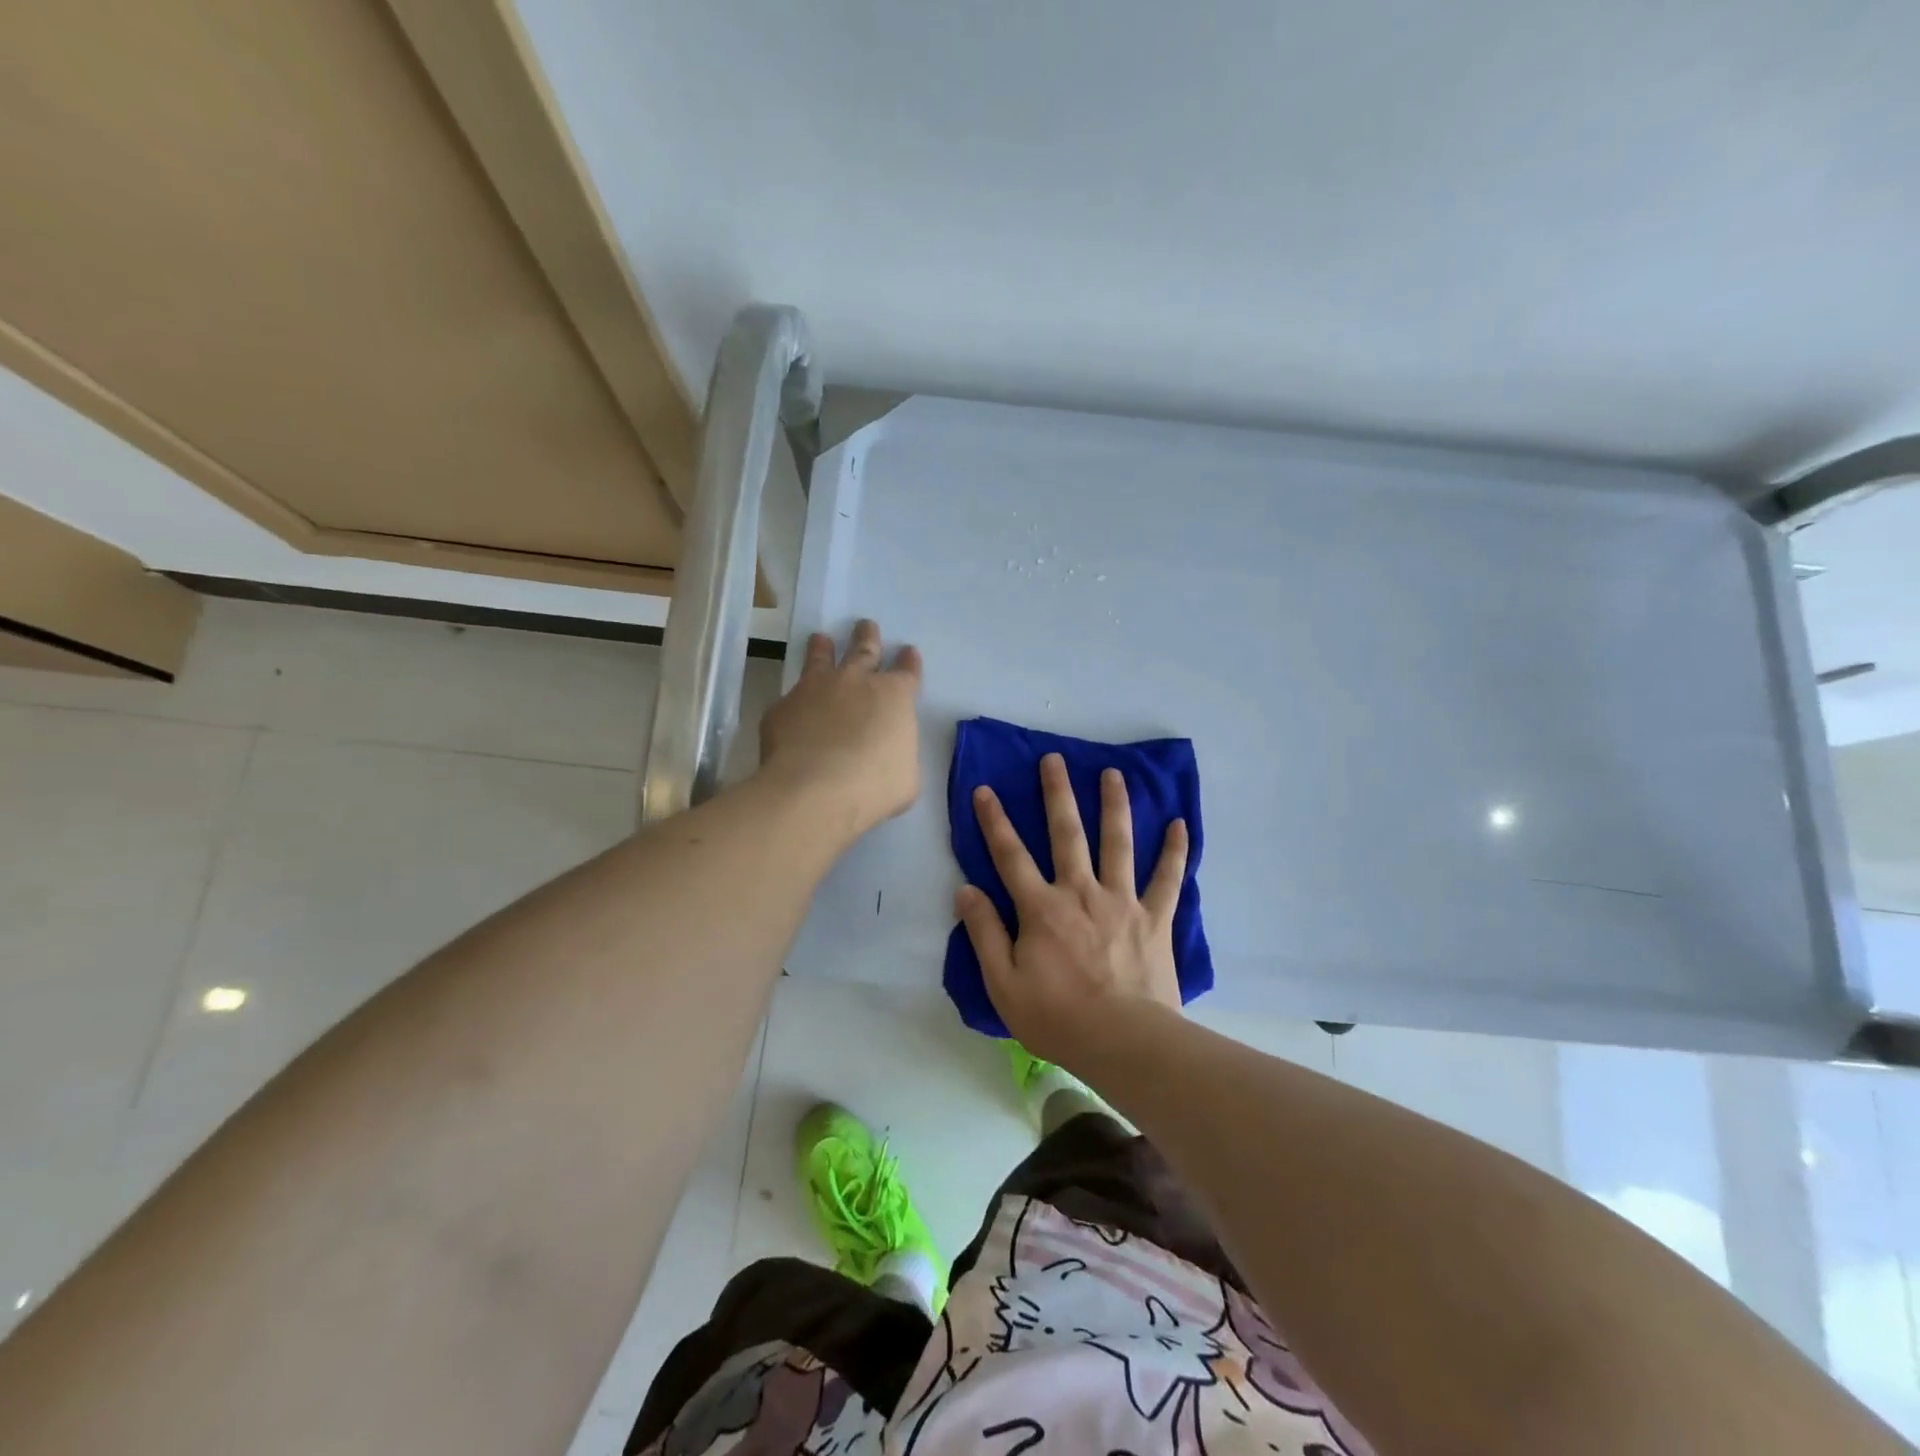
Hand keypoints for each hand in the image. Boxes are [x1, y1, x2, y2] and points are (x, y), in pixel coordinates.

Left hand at [759, 620, 922, 838]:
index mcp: (894, 698)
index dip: (909, 663)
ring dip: (822, 648)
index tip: (909, 651)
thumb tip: (889, 754)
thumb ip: (898, 755)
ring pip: (821, 658)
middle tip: (866, 624)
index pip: (907, 673)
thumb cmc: (874, 787)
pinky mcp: (783, 707)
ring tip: (820, 639)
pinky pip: (790, 698)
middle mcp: (856, 682)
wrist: (816, 790)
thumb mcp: (906, 776)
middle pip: (864, 650)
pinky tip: (790, 708)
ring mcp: (816, 689)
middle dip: (867, 636)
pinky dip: (794, 700)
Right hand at [956, 752, 1189, 1067]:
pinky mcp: (1155, 918)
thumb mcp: (1003, 984)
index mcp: (1042, 908)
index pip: (1010, 856)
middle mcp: (1081, 892)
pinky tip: (1181, 824)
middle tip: (1053, 759)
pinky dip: (1175, 851)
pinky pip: (1168, 879)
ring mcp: (1122, 901)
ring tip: (1113, 774)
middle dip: (1057, 794)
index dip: (994, 821)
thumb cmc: (1058, 1018)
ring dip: (1114, 806)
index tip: (985, 789)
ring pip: (1118, 843)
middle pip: (1067, 834)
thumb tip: (966, 890)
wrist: (1124, 1043)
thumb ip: (984, 933)